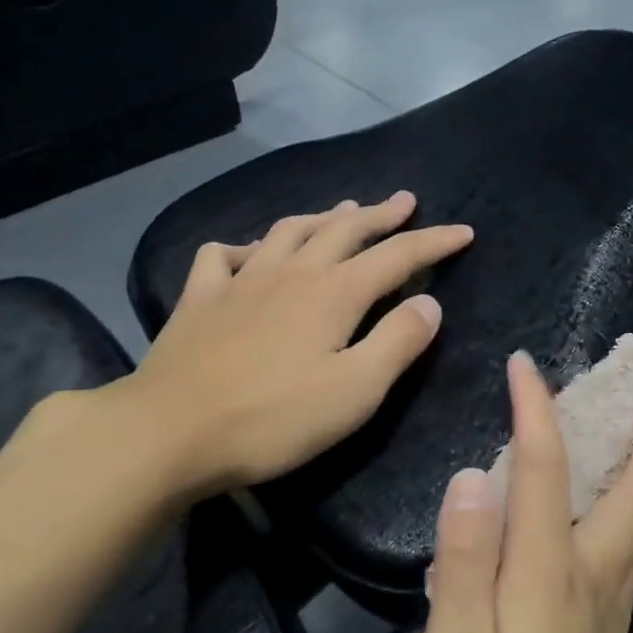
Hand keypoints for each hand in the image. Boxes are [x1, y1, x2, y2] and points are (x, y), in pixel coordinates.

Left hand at [108, 192, 473, 503]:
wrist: (168, 432)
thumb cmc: (272, 418)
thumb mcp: (355, 391)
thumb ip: (398, 342)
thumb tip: (429, 303)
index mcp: (335, 292)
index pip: (398, 255)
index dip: (434, 242)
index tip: (464, 232)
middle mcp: (293, 272)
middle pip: (345, 229)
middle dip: (381, 214)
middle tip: (405, 200)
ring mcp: (242, 280)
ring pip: (289, 230)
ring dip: (322, 217)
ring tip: (341, 211)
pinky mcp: (200, 298)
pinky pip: (222, 256)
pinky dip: (242, 247)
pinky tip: (247, 254)